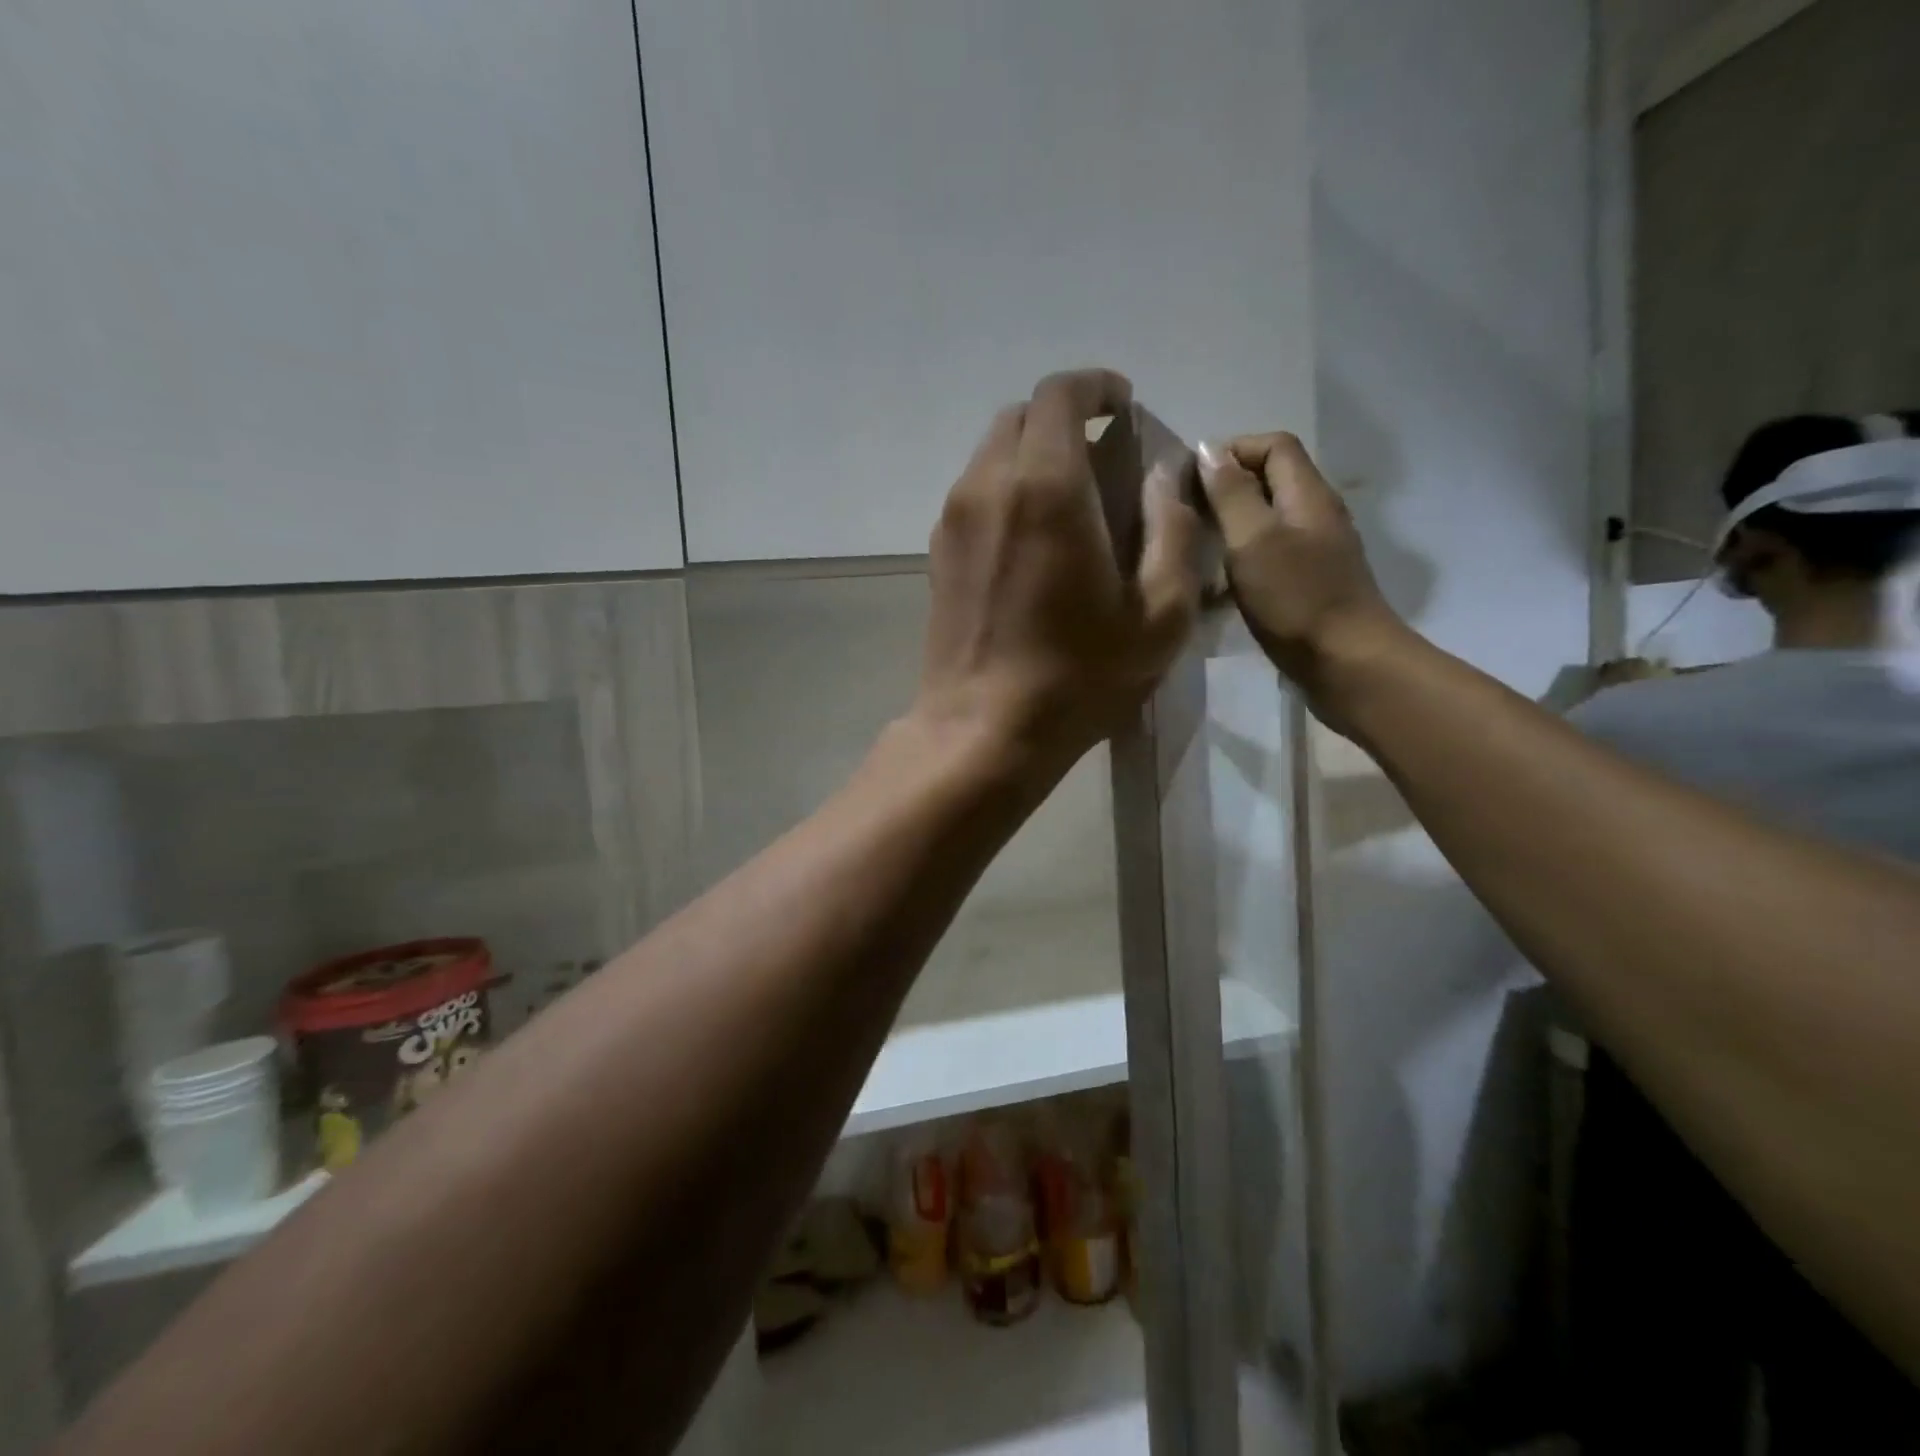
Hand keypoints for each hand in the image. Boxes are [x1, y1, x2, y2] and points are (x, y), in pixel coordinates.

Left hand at [915, 368, 1202, 776]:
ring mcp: (953, 519)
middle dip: (1065, 418)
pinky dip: (1006, 488)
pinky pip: (974, 492)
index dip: (1096, 387)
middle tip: (1102, 453)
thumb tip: (1164, 477)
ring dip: (1033, 455)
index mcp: (1046, 487)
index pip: (1061, 395)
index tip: (1123, 407)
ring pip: (992, 453)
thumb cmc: (1077, 678)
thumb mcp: (1158, 615)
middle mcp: (988, 486)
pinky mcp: (936, 552)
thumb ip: (1172, 531)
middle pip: (1021, 416)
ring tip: (1070, 496)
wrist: (982, 730)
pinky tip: (1033, 535)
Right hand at [1196, 433, 1405, 712]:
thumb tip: (1208, 449)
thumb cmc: (1296, 599)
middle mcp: (1316, 515)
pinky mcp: (1308, 585)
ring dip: (1230, 526)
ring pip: (1267, 521)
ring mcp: (1315, 552)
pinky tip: (1217, 587)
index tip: (1190, 478)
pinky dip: (1240, 560)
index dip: (1231, 450)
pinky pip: (1269, 556)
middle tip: (1185, 514)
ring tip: (1194, 547)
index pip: (1273, 445)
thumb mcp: (1253, 540)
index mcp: (1307, 495)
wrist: (1346, 664)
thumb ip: (1230, 494)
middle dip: (1225, 489)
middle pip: (1270, 481)